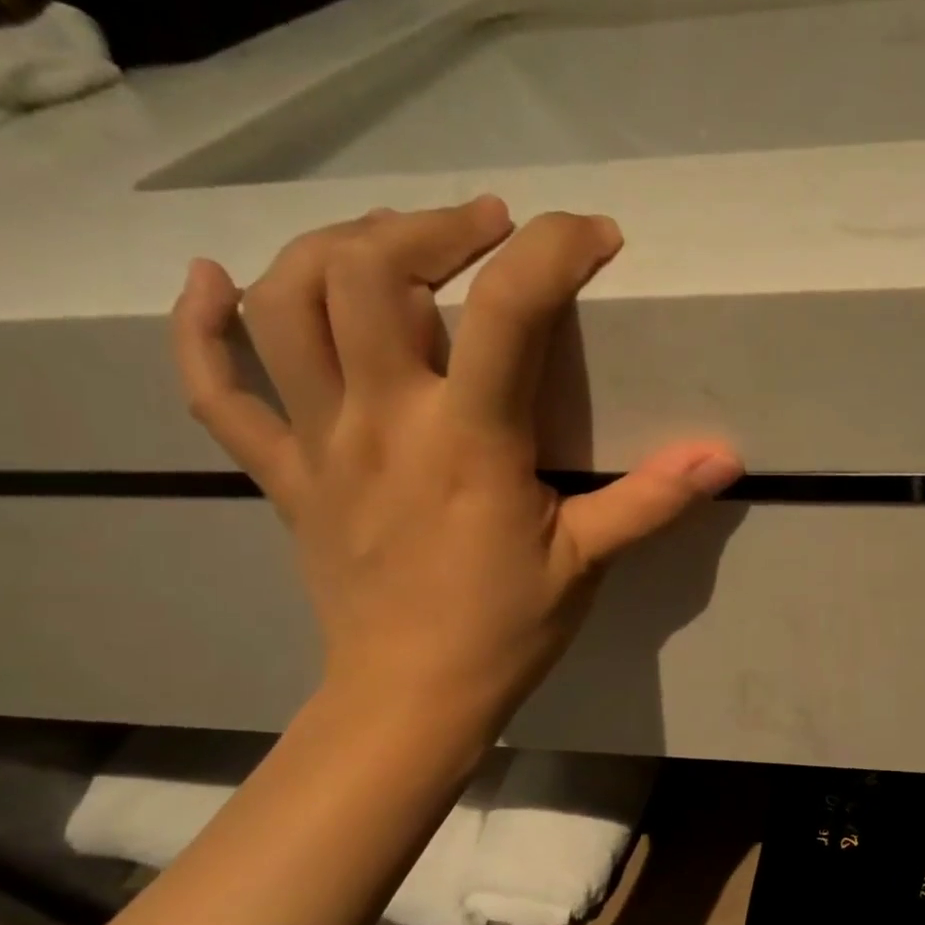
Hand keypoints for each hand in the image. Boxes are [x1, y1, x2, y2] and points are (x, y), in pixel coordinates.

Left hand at [169, 196, 741, 736]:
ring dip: (333, 247)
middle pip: (370, 271)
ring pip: (285, 304)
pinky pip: (217, 391)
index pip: (508, 310)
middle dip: (434, 226)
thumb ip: (651, 499)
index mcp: (468, 441)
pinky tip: (211, 281)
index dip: (555, 251)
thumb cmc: (505, 630)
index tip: (593, 237)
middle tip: (487, 228)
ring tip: (390, 241)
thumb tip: (724, 455)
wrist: (410, 698)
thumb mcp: (587, 562)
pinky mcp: (284, 473)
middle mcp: (382, 420)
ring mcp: (319, 443)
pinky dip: (199, 327)